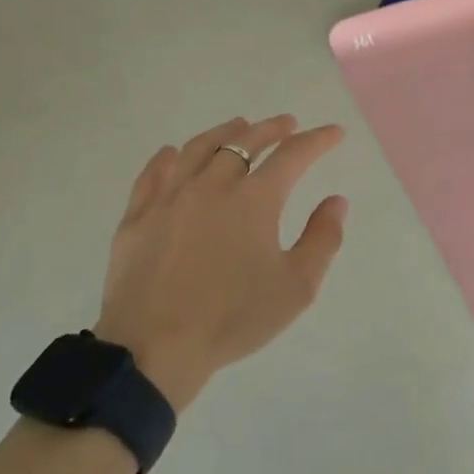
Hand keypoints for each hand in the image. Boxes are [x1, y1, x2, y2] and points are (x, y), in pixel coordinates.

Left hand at [95, 116, 348, 411]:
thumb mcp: (296, 287)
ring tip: (239, 126)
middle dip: (272, 129)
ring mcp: (170, 197)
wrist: (153, 349)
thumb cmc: (232, 318)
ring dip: (224, 132)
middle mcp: (212, 185)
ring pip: (199, 149)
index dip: (317, 140)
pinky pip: (154, 173)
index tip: (334, 133)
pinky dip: (169, 157)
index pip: (293, 155)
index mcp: (254, 199)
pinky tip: (173, 153)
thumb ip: (322, 239)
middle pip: (244, 142)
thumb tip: (336, 201)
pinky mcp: (137, 216)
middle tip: (287, 124)